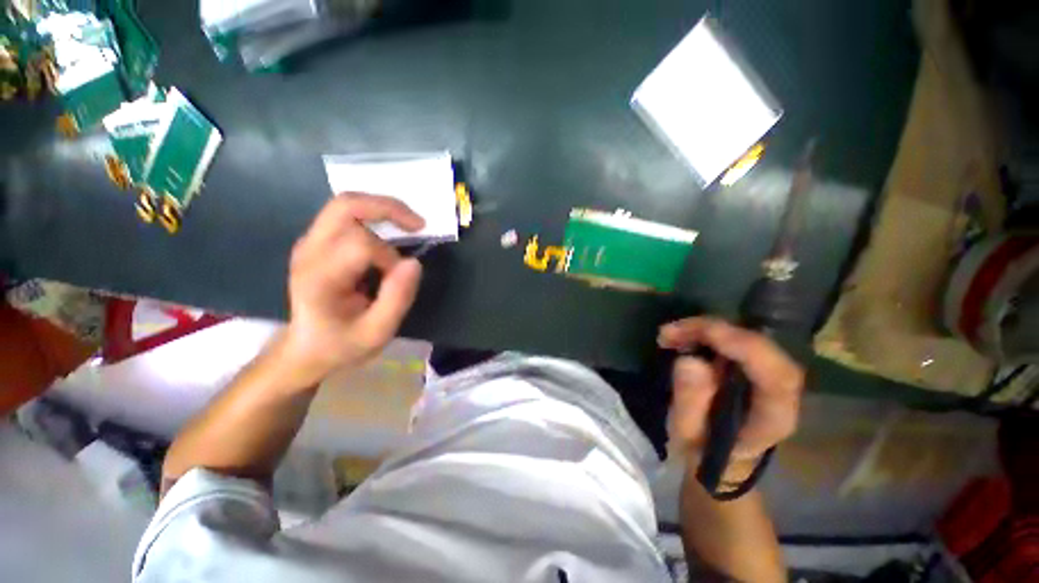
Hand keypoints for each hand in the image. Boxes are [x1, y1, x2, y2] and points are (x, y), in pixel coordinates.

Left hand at [283, 194, 424, 382]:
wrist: (306, 348)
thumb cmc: (342, 344)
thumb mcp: (377, 332)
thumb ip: (397, 298)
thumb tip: (414, 262)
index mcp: (320, 276)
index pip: (360, 244)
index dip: (389, 257)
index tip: (398, 278)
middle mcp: (310, 251)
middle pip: (345, 206)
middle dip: (388, 208)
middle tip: (418, 224)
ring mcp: (310, 243)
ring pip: (346, 205)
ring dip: (383, 209)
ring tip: (409, 225)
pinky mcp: (318, 242)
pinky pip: (347, 215)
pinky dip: (374, 217)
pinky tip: (390, 233)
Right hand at [658, 317, 803, 478]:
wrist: (716, 454)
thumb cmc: (703, 450)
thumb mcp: (688, 435)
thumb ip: (690, 403)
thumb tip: (690, 360)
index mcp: (774, 416)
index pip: (777, 376)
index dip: (745, 348)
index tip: (704, 335)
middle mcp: (780, 390)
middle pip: (760, 347)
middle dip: (713, 331)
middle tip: (669, 333)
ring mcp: (768, 373)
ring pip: (745, 336)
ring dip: (704, 329)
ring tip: (667, 336)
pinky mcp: (751, 363)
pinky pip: (733, 338)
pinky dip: (704, 332)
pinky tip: (679, 336)